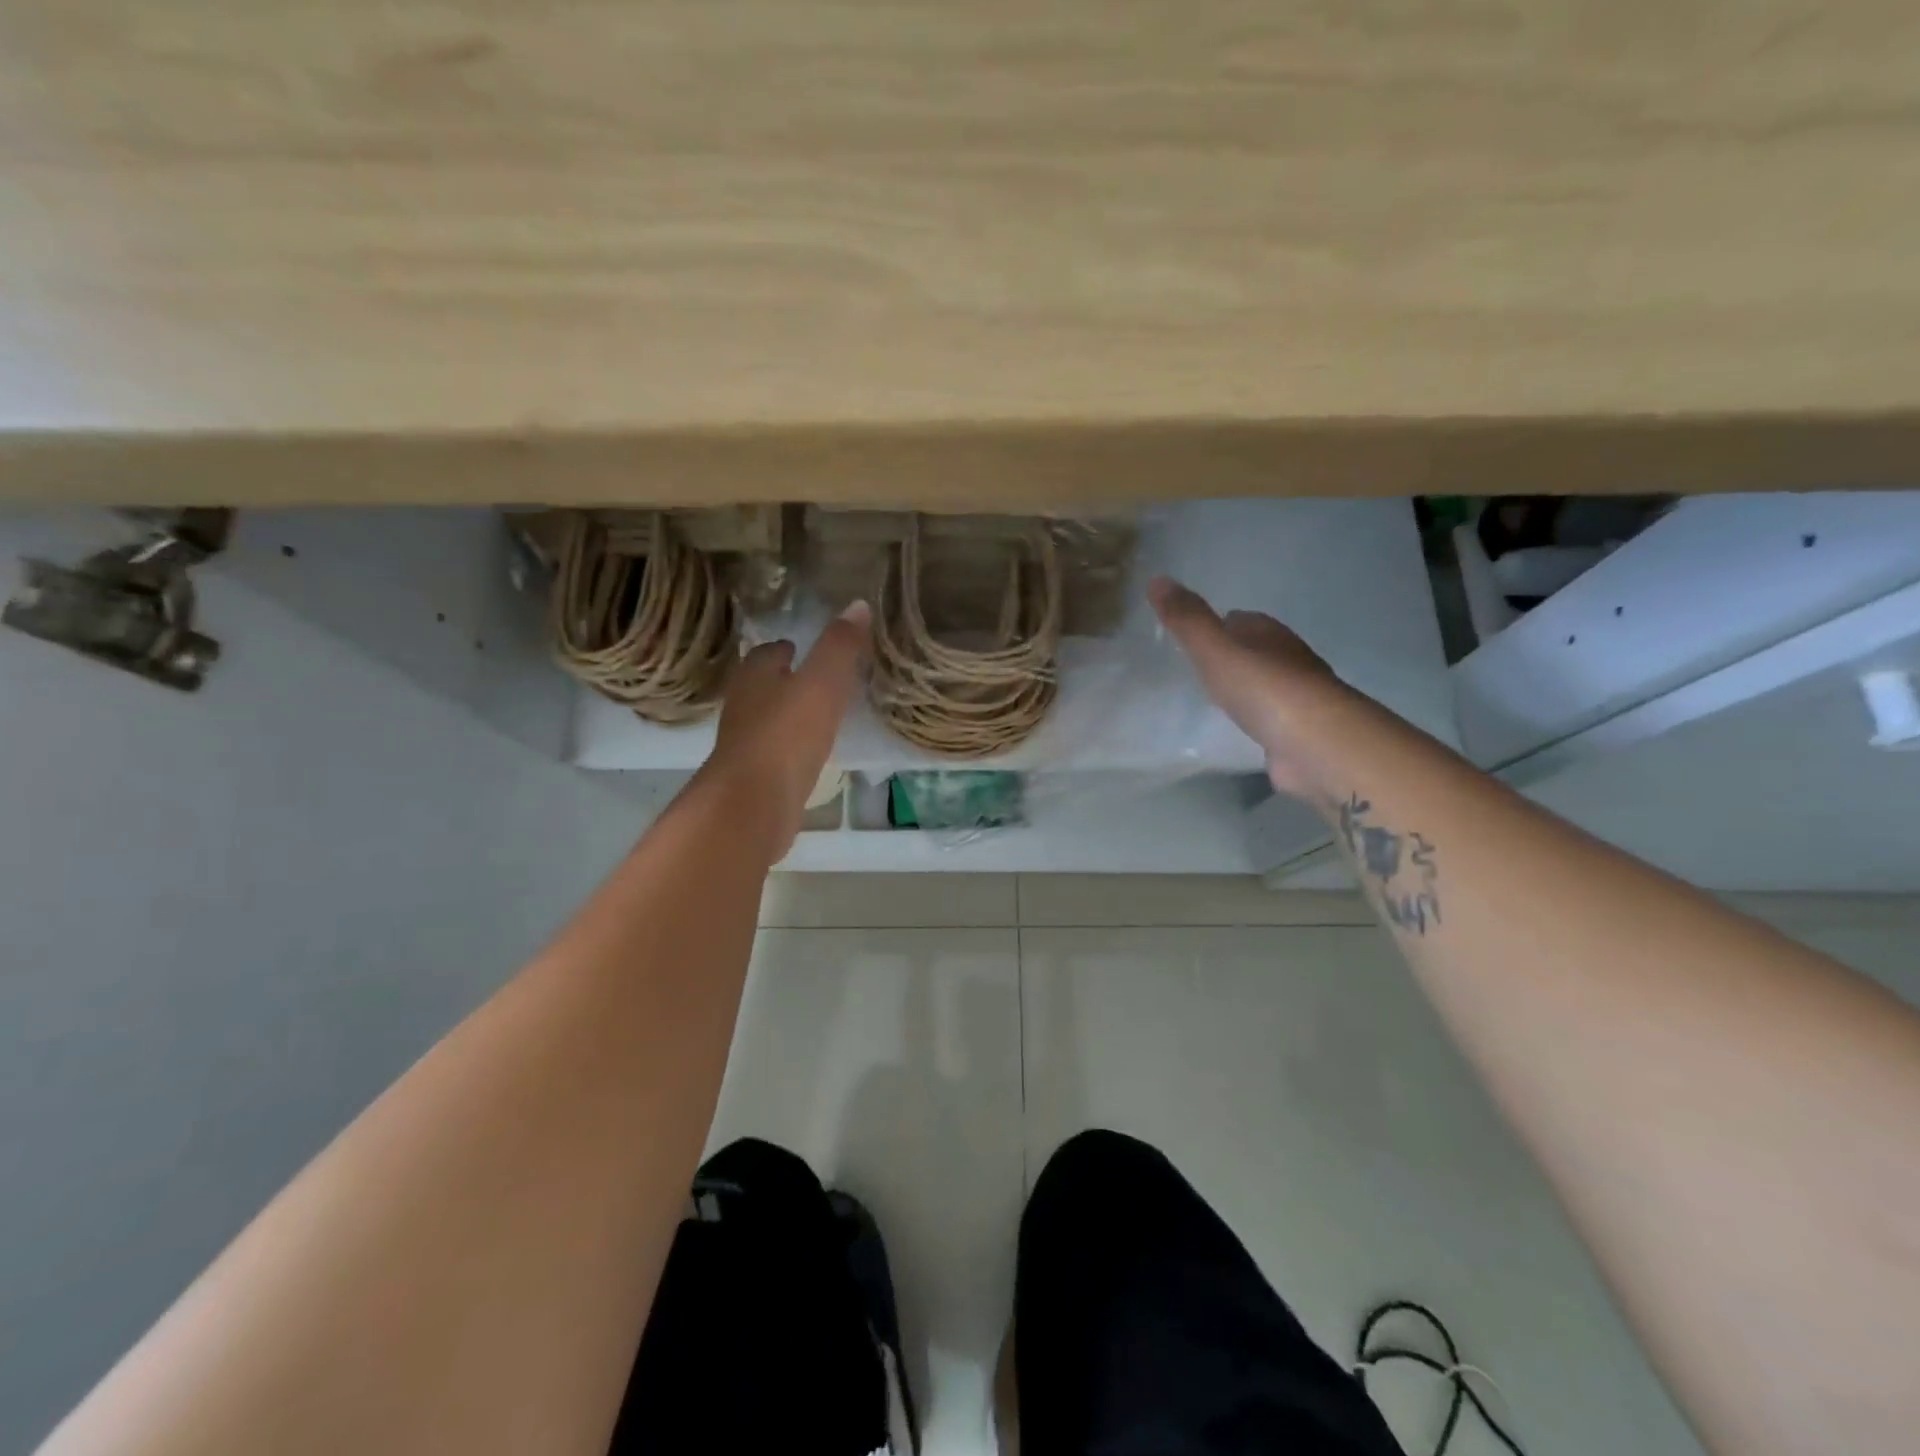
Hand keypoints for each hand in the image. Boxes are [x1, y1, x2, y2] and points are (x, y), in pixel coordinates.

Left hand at [694, 602, 869, 858]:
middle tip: (820, 678)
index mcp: (755, 675)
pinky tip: (812, 753)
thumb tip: (858, 603)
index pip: (769, 651)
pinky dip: (792, 747)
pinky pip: (777, 752)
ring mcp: (745, 744)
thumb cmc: (786, 735)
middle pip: (765, 684)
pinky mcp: (754, 777)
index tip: (809, 647)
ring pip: (769, 719)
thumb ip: (840, 646)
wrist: (753, 804)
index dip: (789, 647)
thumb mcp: (822, 683)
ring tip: (821, 714)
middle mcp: (743, 705)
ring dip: (790, 714)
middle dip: (787, 679)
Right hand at [1148, 576, 1344, 797]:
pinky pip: (1271, 716)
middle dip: (1233, 653)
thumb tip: (1157, 578)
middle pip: (1256, 649)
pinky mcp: (1299, 730)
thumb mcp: (1215, 650)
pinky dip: (1257, 716)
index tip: (1193, 633)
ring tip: (1216, 694)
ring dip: (1246, 685)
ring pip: (1265, 682)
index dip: (1218, 623)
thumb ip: (1187, 619)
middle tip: (1200, 663)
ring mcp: (1297, 697)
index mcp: (1269, 634)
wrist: (1316, 743)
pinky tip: (1243, 724)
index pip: (1242, 619)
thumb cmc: (1263, 688)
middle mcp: (1288, 659)